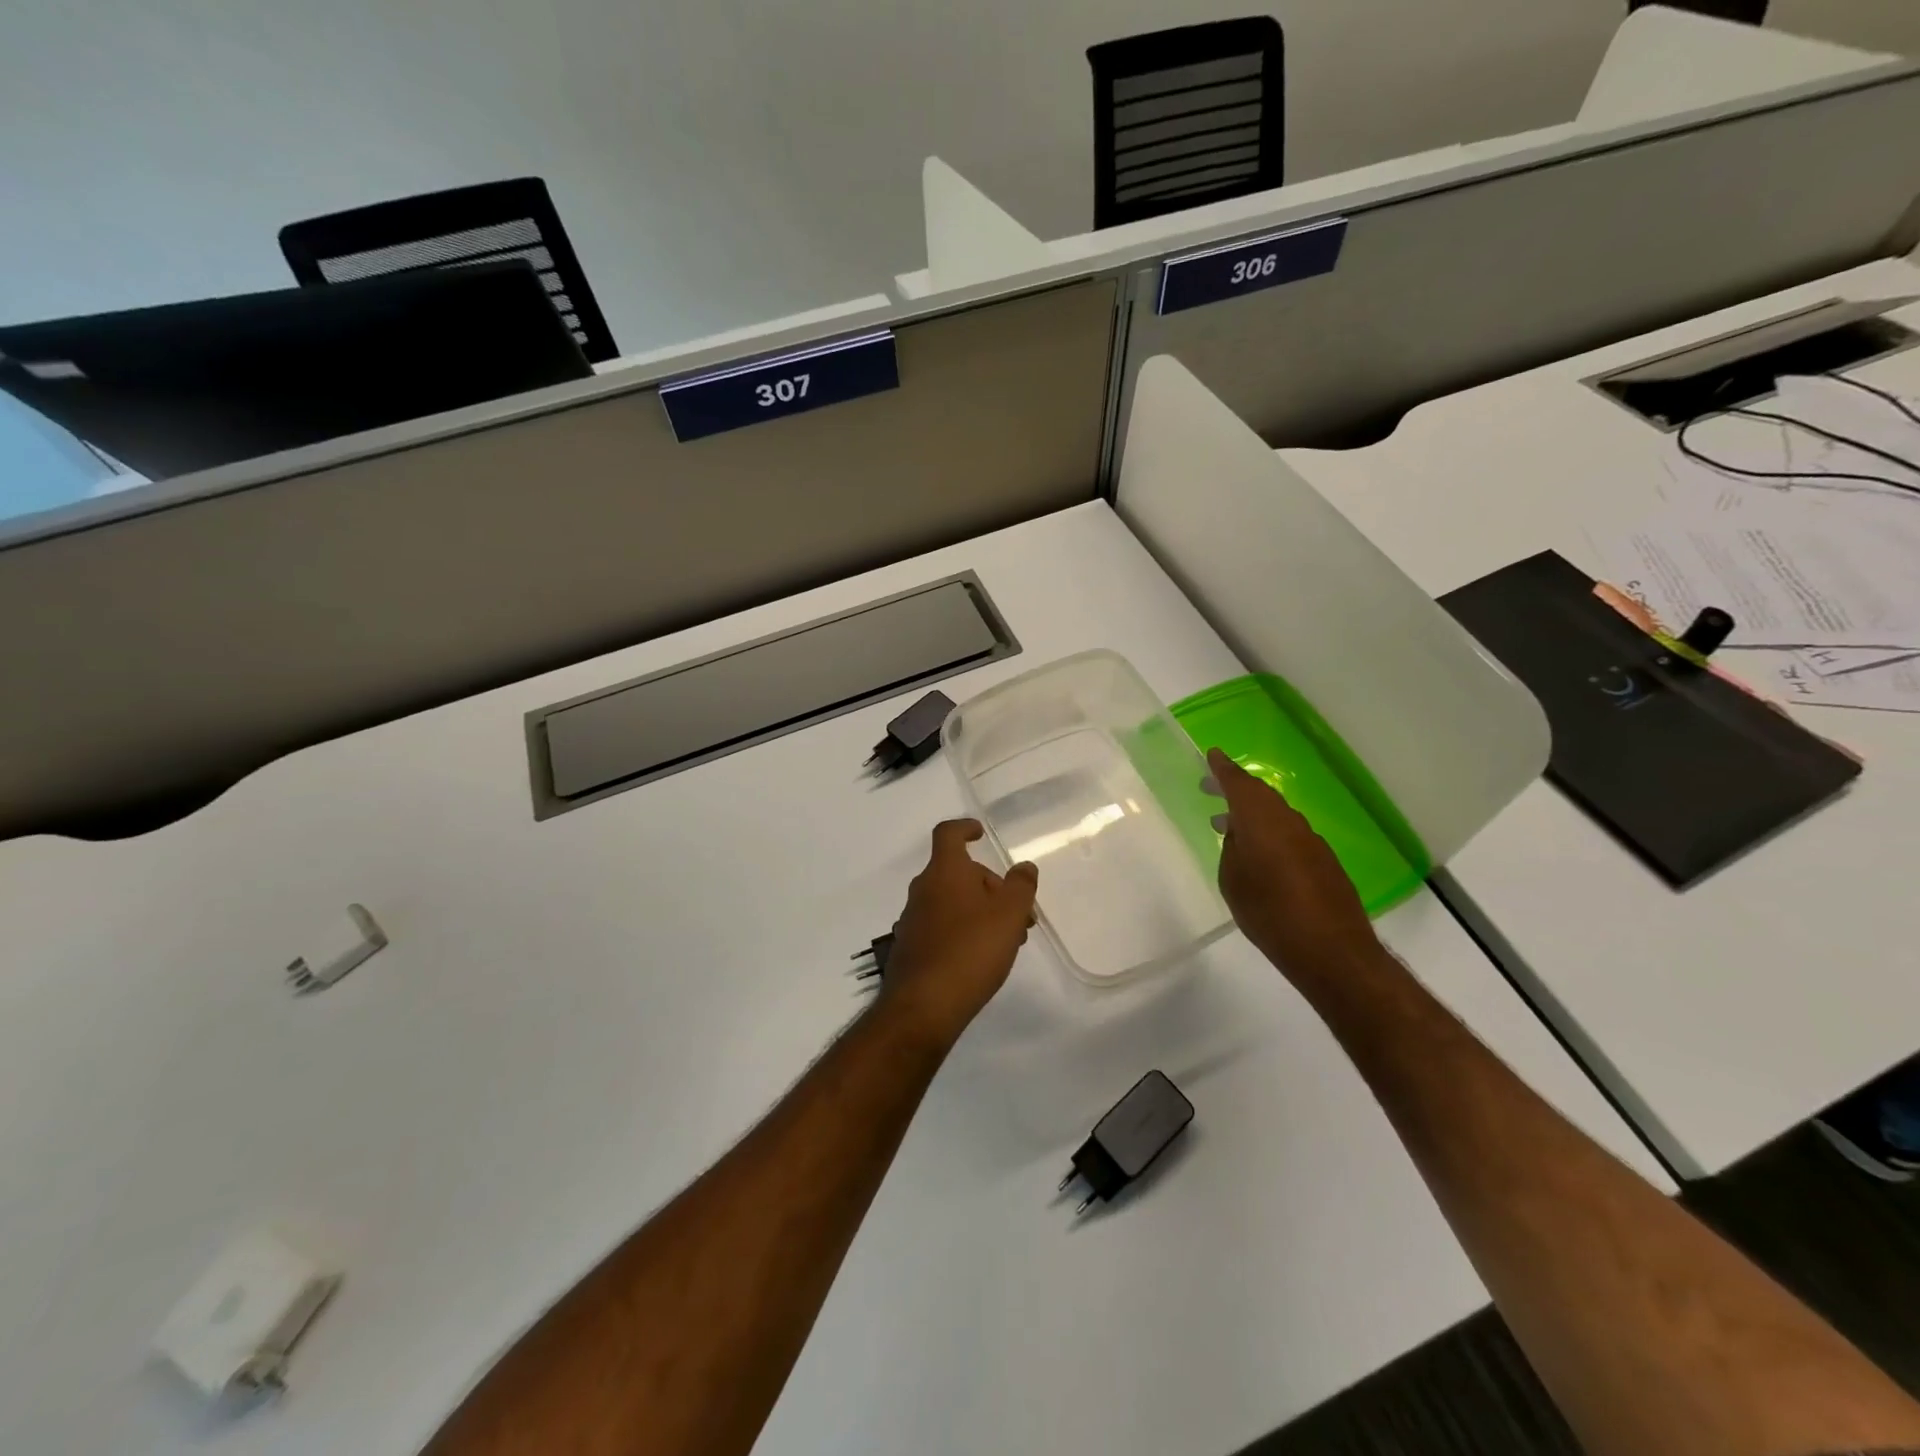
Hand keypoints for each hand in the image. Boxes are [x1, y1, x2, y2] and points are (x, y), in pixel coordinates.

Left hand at [877, 820, 1037, 1044]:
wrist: (923, 1005)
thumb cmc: (971, 949)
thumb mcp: (1009, 914)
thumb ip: (1021, 886)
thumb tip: (1024, 867)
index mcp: (944, 871)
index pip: (948, 834)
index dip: (965, 828)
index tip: (981, 834)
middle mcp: (923, 889)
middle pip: (956, 872)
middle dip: (988, 884)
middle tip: (1018, 911)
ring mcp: (912, 919)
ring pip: (951, 901)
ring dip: (979, 910)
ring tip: (1007, 938)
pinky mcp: (910, 947)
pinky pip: (940, 926)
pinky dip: (962, 930)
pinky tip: (981, 957)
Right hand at [1204, 748, 1383, 990]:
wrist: (1330, 949)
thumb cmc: (1269, 912)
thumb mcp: (1233, 880)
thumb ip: (1232, 850)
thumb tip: (1240, 836)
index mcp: (1262, 820)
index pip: (1239, 784)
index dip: (1223, 769)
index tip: (1211, 755)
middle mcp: (1289, 822)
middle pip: (1260, 796)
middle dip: (1235, 790)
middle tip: (1211, 789)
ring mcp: (1311, 841)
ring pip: (1277, 816)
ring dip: (1253, 815)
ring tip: (1228, 826)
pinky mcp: (1325, 862)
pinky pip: (1291, 836)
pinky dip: (1271, 835)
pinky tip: (1261, 856)